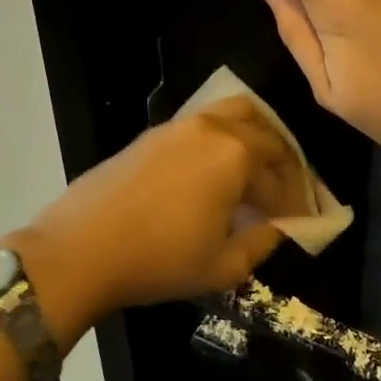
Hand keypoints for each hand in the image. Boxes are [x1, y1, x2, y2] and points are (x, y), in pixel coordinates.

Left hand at [6, 97, 308, 342]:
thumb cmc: (158, 260)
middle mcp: (211, 128)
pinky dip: (221, 140)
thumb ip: (263, 242)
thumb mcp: (223, 266)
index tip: (300, 220)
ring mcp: (177, 126)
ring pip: (232, 114)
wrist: (80, 249)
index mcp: (235, 154)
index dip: (296, 198)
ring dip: (253, 139)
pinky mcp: (150, 135)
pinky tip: (213, 173)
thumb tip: (280, 227)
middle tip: (284, 192)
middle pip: (264, 131)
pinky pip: (201, 124)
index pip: (281, 172)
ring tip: (255, 173)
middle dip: (281, 161)